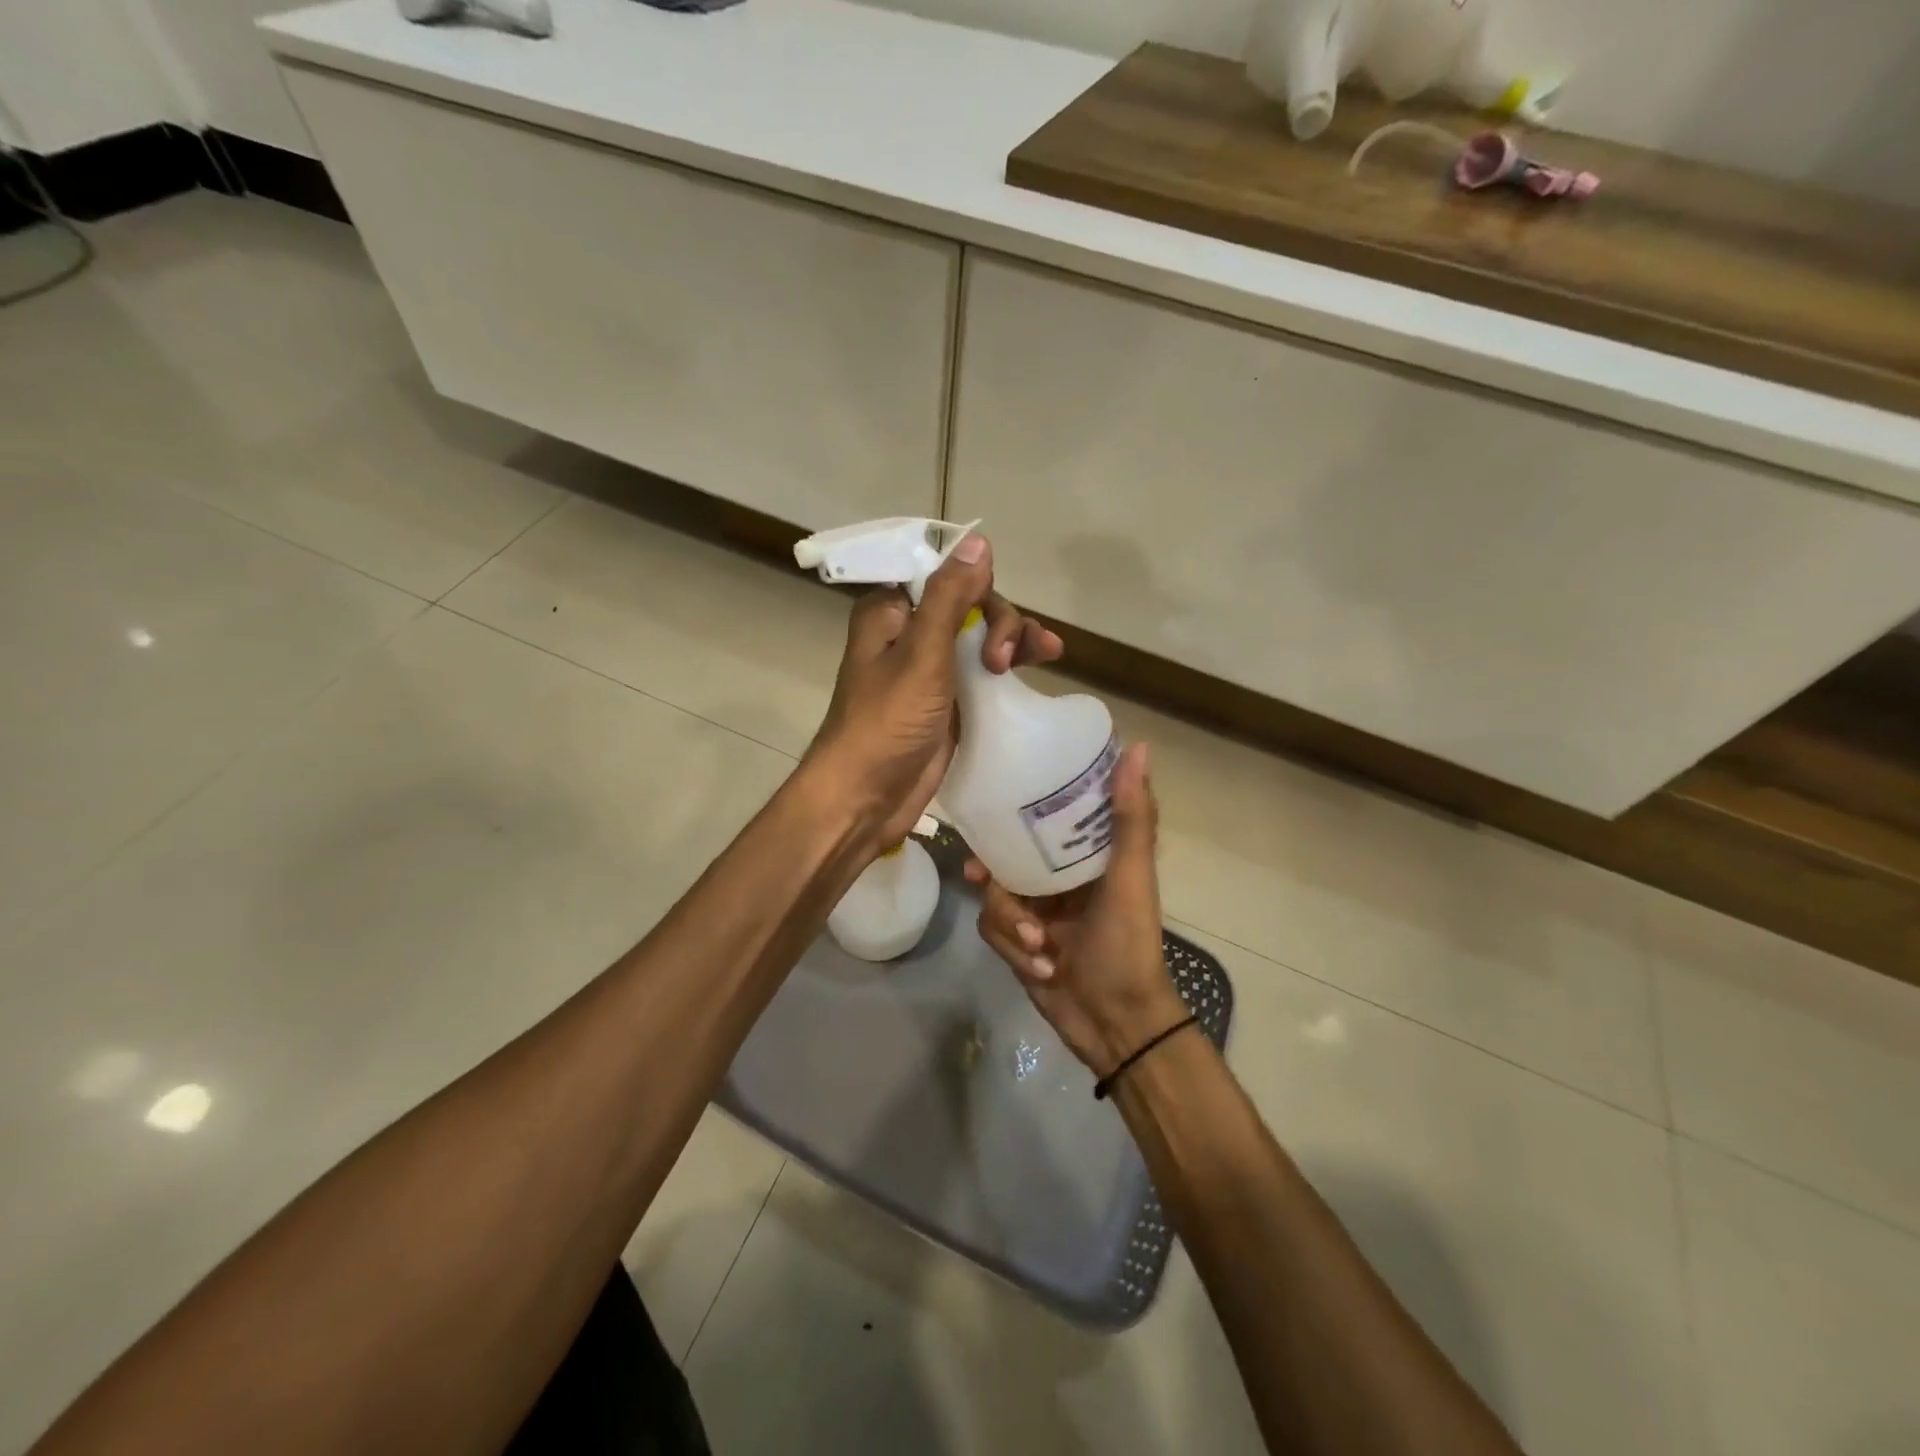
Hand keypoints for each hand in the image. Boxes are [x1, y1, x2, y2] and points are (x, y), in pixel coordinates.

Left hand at [805, 535, 1062, 848]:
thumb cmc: (886, 722)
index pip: (942, 574)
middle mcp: (910, 634)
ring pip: (982, 637)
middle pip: (970, 604)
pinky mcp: (949, 702)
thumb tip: (979, 541)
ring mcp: (931, 670)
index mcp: (890, 613)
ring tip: (1045, 654)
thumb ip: (950, 598)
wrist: (866, 798)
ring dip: (1014, 639)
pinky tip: (1040, 665)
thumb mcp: (921, 654)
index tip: (993, 601)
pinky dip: (1011, 666)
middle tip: (1004, 657)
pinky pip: (984, 672)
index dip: (975, 580)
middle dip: (999, 620)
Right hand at [966, 742, 1187, 1076]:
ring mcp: (1036, 913)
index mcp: (1087, 858)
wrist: (1117, 1024)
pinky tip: (1041, 968)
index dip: (1023, 808)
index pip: (1049, 818)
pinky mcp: (1019, 945)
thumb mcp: (1131, 877)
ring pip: (995, 898)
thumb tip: (1139, 746)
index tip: (1000, 800)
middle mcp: (1058, 880)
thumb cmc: (1129, 944)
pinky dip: (1014, 950)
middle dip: (995, 871)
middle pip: (1008, 857)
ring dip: (1012, 924)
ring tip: (1038, 945)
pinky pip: (994, 931)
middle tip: (978, 872)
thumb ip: (1132, 817)